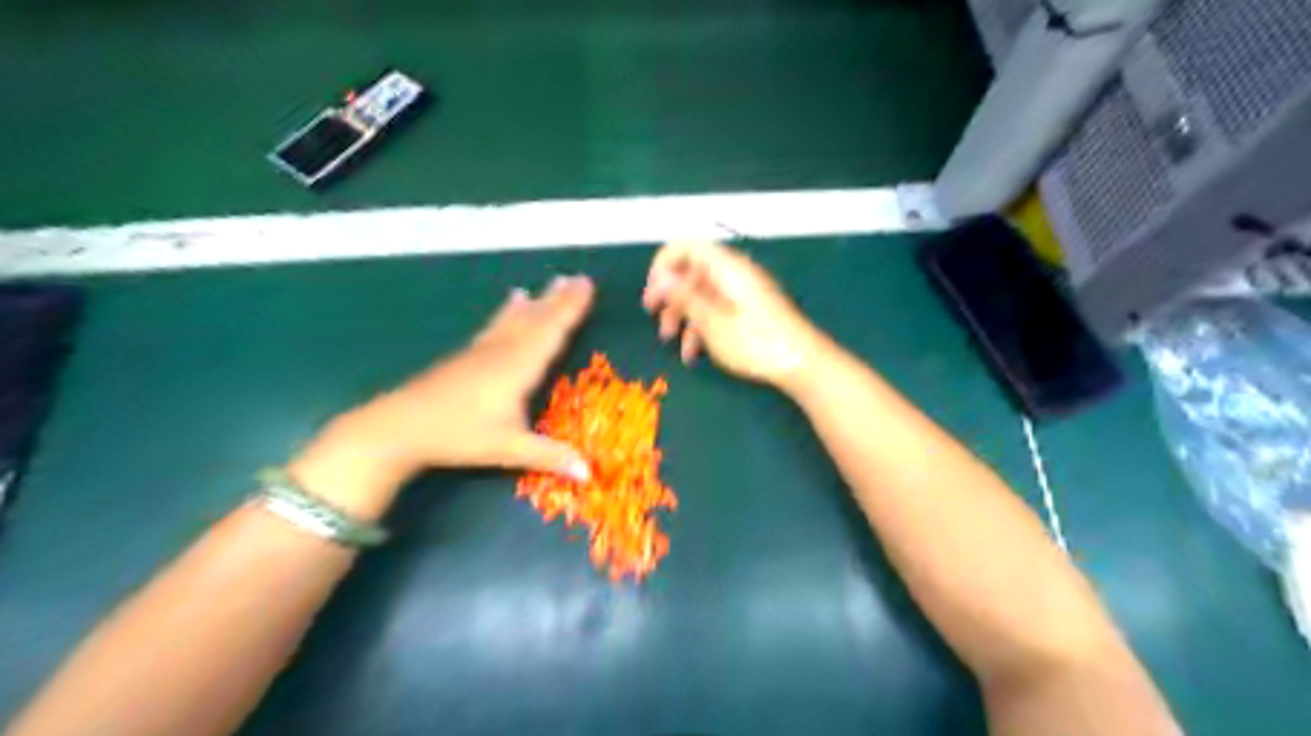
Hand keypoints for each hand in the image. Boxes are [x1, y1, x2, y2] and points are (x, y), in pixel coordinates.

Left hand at [290, 273, 594, 517]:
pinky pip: (498, 324)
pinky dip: (511, 310)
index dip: (571, 309)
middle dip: (560, 299)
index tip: (588, 286)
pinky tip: (512, 301)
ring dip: (539, 301)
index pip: (552, 332)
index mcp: (519, 367)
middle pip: (537, 320)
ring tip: (552, 282)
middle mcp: (504, 351)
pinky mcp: (468, 355)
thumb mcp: (508, 449)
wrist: (400, 425)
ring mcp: (483, 350)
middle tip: (580, 278)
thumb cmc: (459, 436)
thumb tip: (590, 473)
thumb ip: (550, 456)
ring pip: (517, 319)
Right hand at [645, 241, 820, 391]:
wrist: (801, 363)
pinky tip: (693, 354)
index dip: (663, 264)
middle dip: (670, 295)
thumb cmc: (756, 342)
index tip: (652, 291)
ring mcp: (742, 292)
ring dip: (682, 315)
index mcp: (726, 267)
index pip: (686, 246)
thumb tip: (660, 277)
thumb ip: (684, 296)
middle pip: (691, 272)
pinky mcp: (748, 310)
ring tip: (671, 341)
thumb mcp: (712, 322)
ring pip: (702, 294)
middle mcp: (733, 274)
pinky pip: (717, 309)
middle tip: (654, 318)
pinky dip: (701, 327)